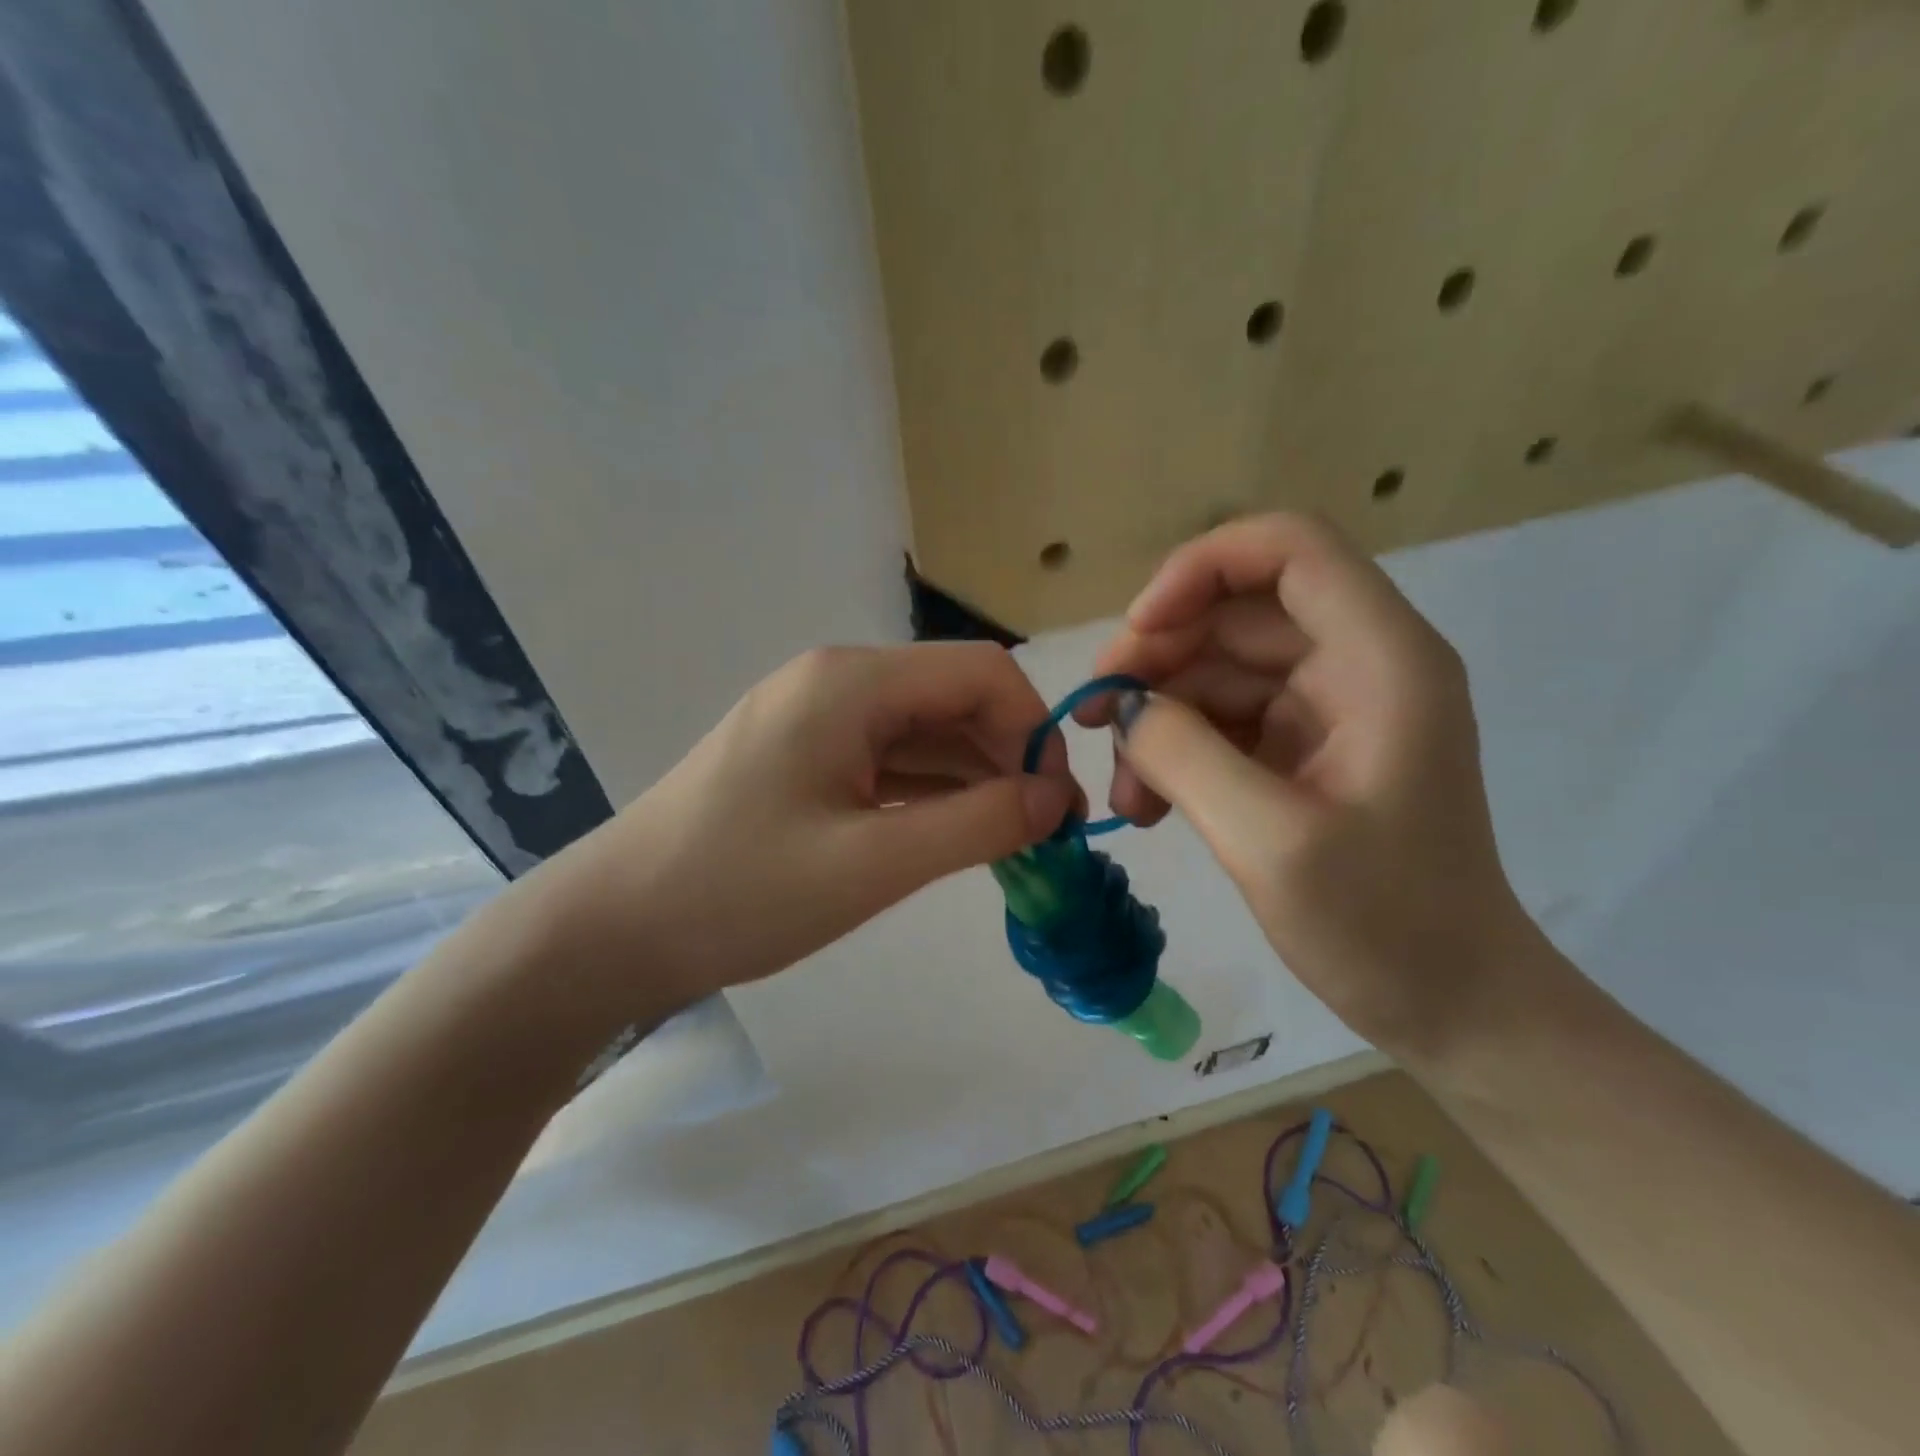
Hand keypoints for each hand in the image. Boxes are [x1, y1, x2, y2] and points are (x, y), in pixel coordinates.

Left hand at [528, 643, 1078, 1018]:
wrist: (614, 929)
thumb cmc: (738, 892)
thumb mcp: (871, 864)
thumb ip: (976, 825)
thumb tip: (1054, 799)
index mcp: (852, 682)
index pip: (980, 672)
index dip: (1033, 729)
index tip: (1055, 805)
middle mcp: (838, 681)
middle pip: (954, 698)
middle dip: (1010, 756)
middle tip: (1045, 834)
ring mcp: (818, 718)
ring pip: (926, 732)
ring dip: (976, 778)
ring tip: (1013, 842)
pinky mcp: (806, 756)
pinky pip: (890, 760)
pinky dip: (933, 792)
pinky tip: (958, 834)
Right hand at [1077, 514, 1532, 1055]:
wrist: (1454, 1007)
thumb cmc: (1384, 927)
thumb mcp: (1269, 841)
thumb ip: (1185, 755)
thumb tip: (1125, 707)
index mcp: (1380, 660)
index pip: (1288, 549)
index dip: (1201, 568)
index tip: (1138, 632)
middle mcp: (1358, 665)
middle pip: (1237, 612)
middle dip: (1157, 657)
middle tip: (1096, 719)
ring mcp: (1329, 708)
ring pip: (1218, 670)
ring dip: (1158, 717)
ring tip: (1125, 793)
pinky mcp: (1305, 750)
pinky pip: (1224, 720)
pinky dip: (1178, 751)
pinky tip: (1148, 806)